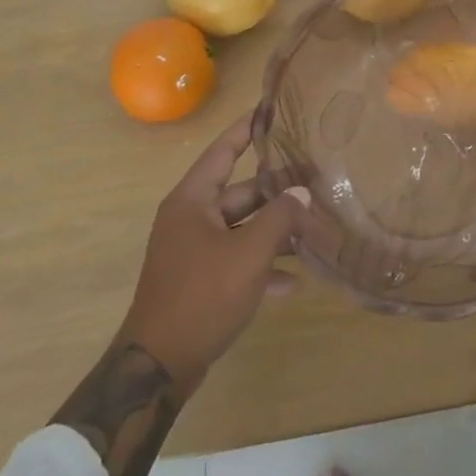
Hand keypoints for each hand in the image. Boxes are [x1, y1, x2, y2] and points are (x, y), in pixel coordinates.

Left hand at [115, 113, 310, 394]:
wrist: (159, 365)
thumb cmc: (202, 295)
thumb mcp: (249, 253)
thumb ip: (280, 217)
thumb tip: (301, 192)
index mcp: (193, 201)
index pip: (222, 151)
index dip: (246, 130)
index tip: (270, 110)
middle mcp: (191, 219)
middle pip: (239, 193)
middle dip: (277, 190)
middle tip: (316, 179)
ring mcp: (195, 251)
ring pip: (242, 228)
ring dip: (275, 230)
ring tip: (315, 227)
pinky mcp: (201, 281)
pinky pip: (237, 260)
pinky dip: (263, 265)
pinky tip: (295, 281)